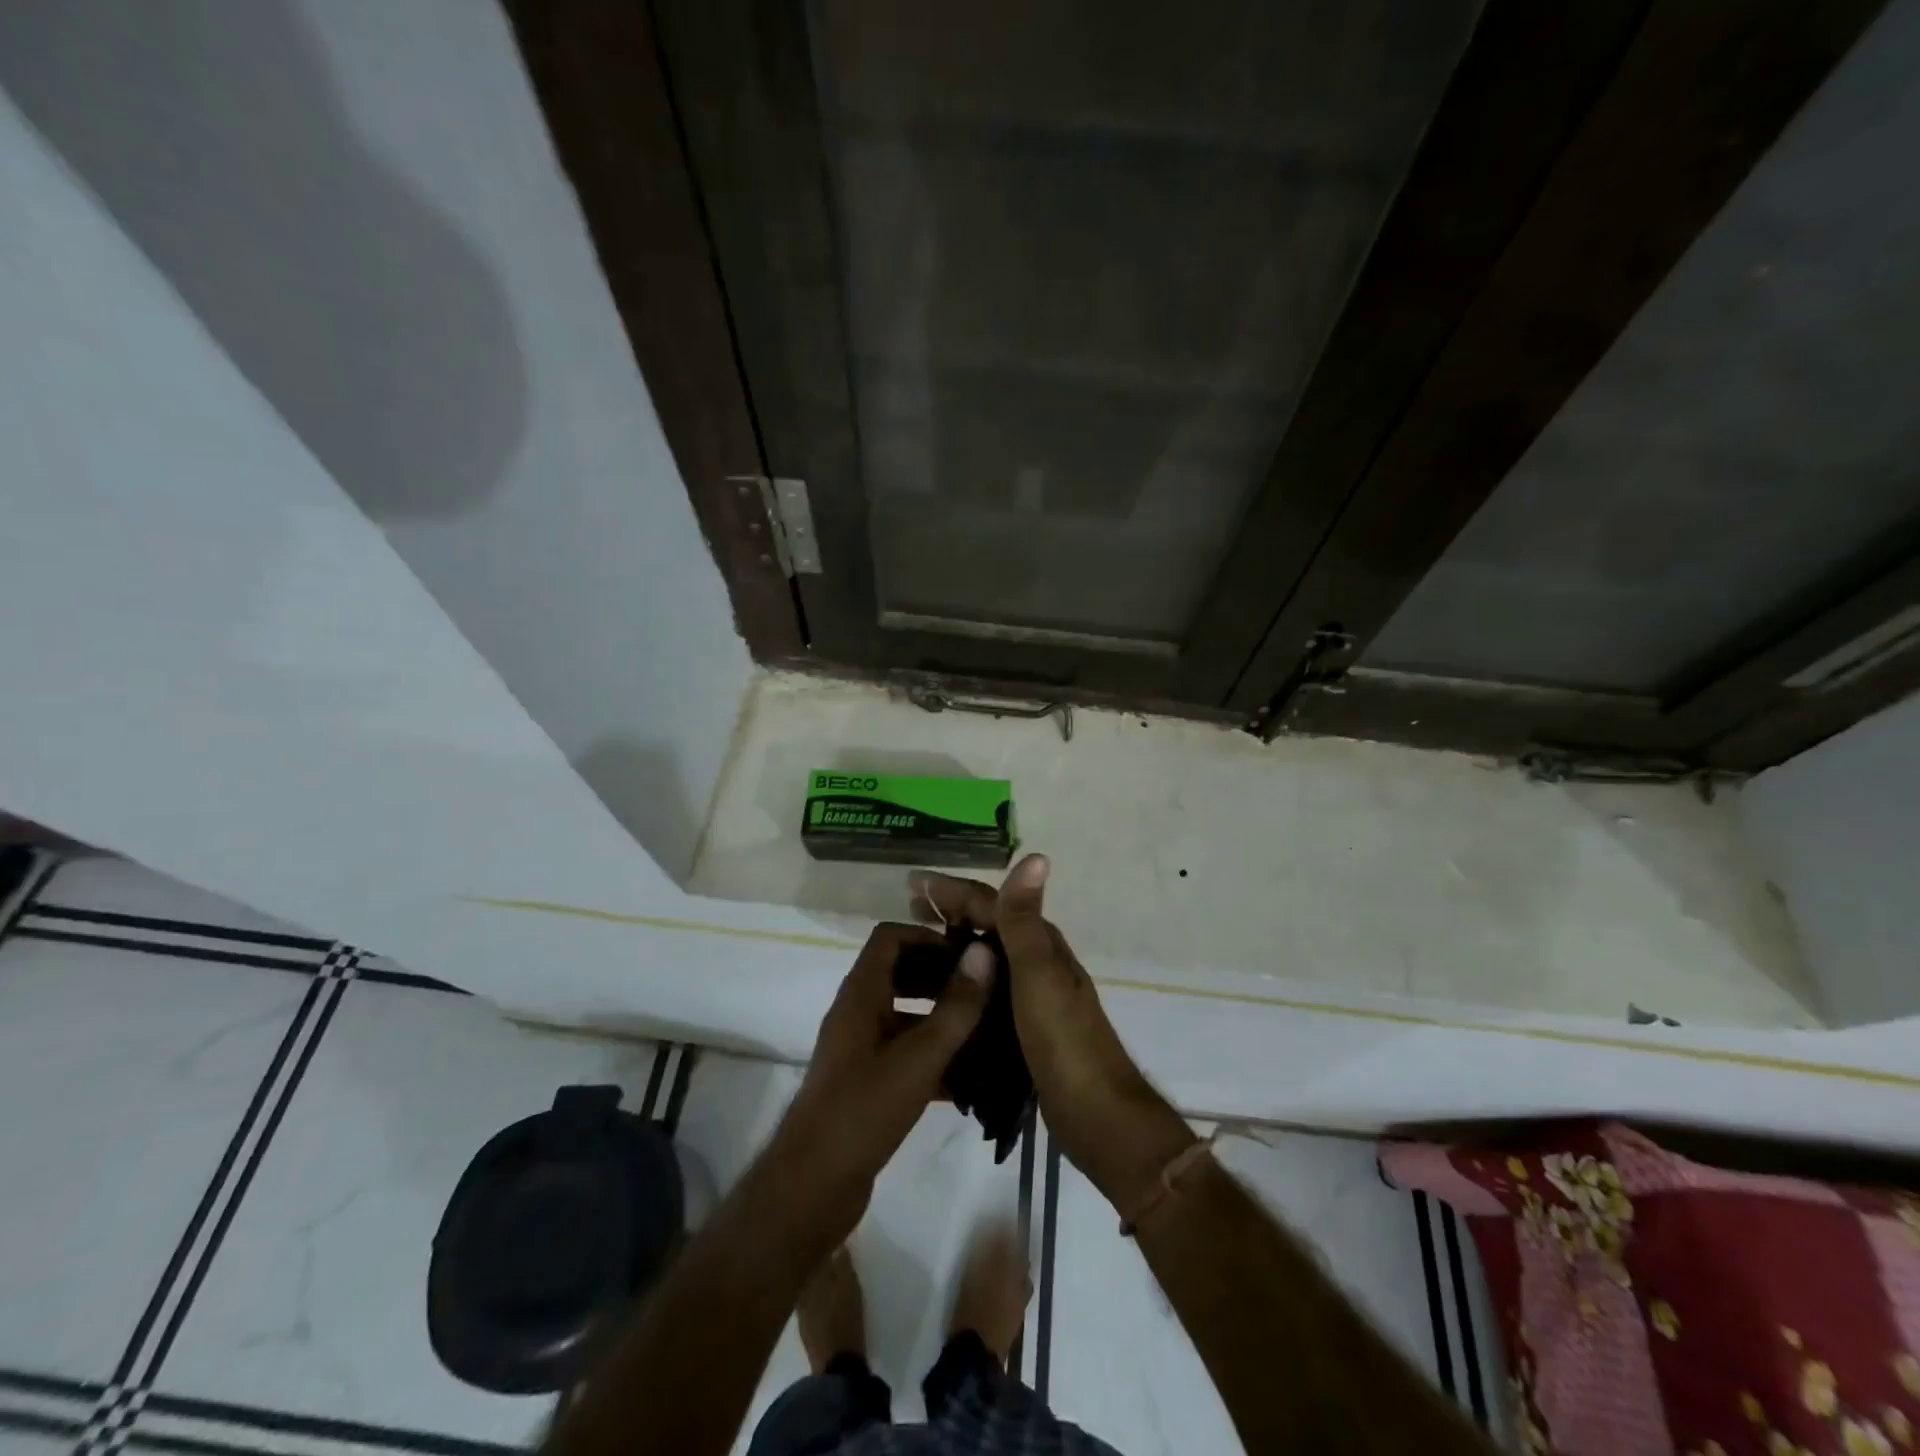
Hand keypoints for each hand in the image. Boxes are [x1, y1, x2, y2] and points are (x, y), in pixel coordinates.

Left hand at [767, 922, 993, 1242]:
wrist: (812, 1187)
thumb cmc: (863, 1110)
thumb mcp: (918, 1056)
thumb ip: (955, 1006)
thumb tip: (984, 953)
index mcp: (861, 994)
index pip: (890, 937)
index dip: (928, 937)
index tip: (968, 955)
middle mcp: (857, 1013)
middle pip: (899, 973)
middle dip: (941, 976)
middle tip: (985, 990)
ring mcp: (859, 1049)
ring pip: (905, 1016)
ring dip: (941, 1018)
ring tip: (986, 1030)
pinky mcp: (866, 1083)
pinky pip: (904, 1054)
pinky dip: (933, 1057)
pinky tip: (970, 1080)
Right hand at [910, 855, 1194, 1213]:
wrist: (1096, 1115)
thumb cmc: (1064, 1041)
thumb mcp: (1039, 975)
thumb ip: (1025, 920)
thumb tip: (1036, 857)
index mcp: (1041, 946)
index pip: (992, 903)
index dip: (953, 890)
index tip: (912, 882)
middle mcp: (1038, 964)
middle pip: (989, 926)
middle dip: (951, 913)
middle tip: (909, 909)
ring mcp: (1034, 999)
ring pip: (987, 960)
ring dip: (955, 946)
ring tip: (915, 949)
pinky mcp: (1026, 1030)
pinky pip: (988, 993)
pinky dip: (964, 983)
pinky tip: (942, 996)